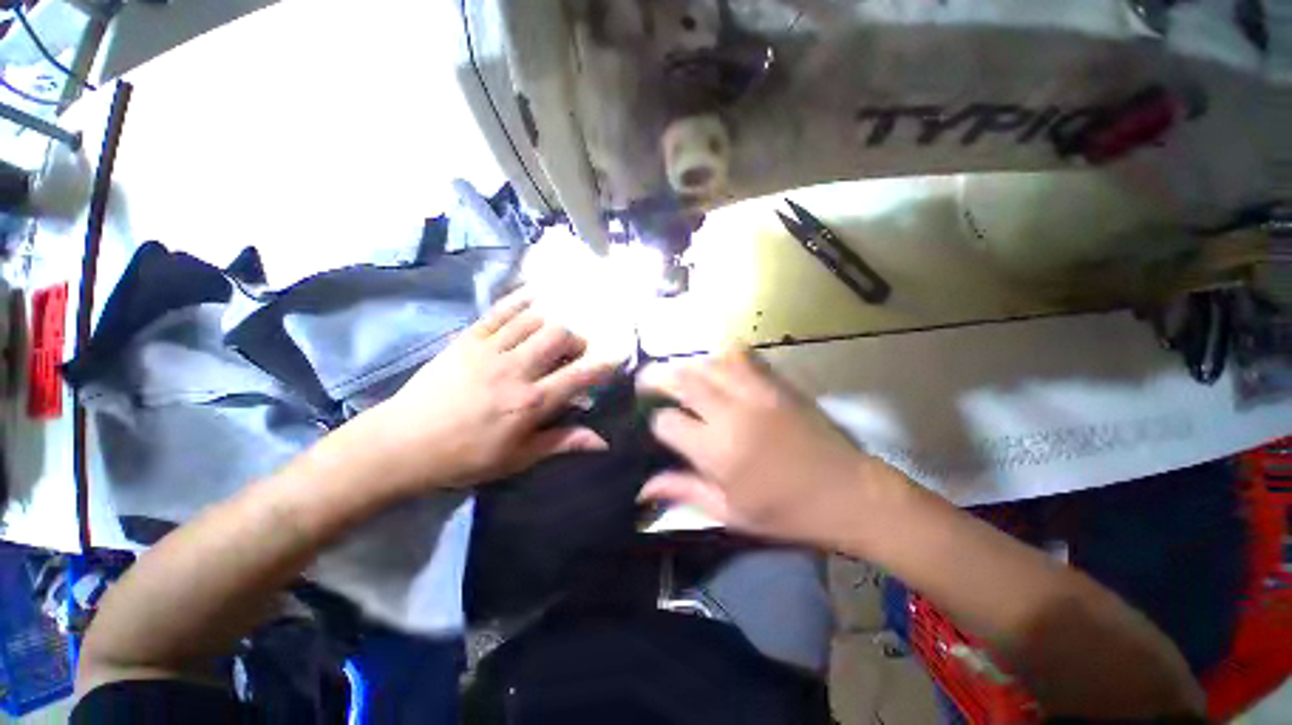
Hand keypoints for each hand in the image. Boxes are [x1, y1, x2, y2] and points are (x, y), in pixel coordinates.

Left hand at [365, 290, 616, 491]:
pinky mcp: (467, 339)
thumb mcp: (518, 458)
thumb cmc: (465, 457)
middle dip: (576, 340)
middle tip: (574, 352)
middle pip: (559, 336)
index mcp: (530, 402)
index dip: (603, 365)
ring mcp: (490, 349)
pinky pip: (500, 310)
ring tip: (553, 334)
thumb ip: (562, 442)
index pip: (579, 376)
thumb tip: (602, 441)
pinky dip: (520, 301)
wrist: (402, 444)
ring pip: (534, 320)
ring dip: (552, 323)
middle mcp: (516, 369)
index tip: (616, 357)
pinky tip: (534, 297)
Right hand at [639, 348, 904, 547]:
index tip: (658, 428)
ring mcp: (756, 392)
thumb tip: (642, 487)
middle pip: (682, 380)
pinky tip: (716, 366)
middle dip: (657, 377)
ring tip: (678, 374)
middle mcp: (731, 413)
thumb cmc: (788, 512)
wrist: (850, 493)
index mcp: (718, 451)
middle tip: (645, 381)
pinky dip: (721, 355)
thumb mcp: (731, 514)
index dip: (657, 423)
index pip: (668, 422)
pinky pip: (742, 355)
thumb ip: (684, 492)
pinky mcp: (776, 383)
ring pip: (708, 362)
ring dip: (687, 365)